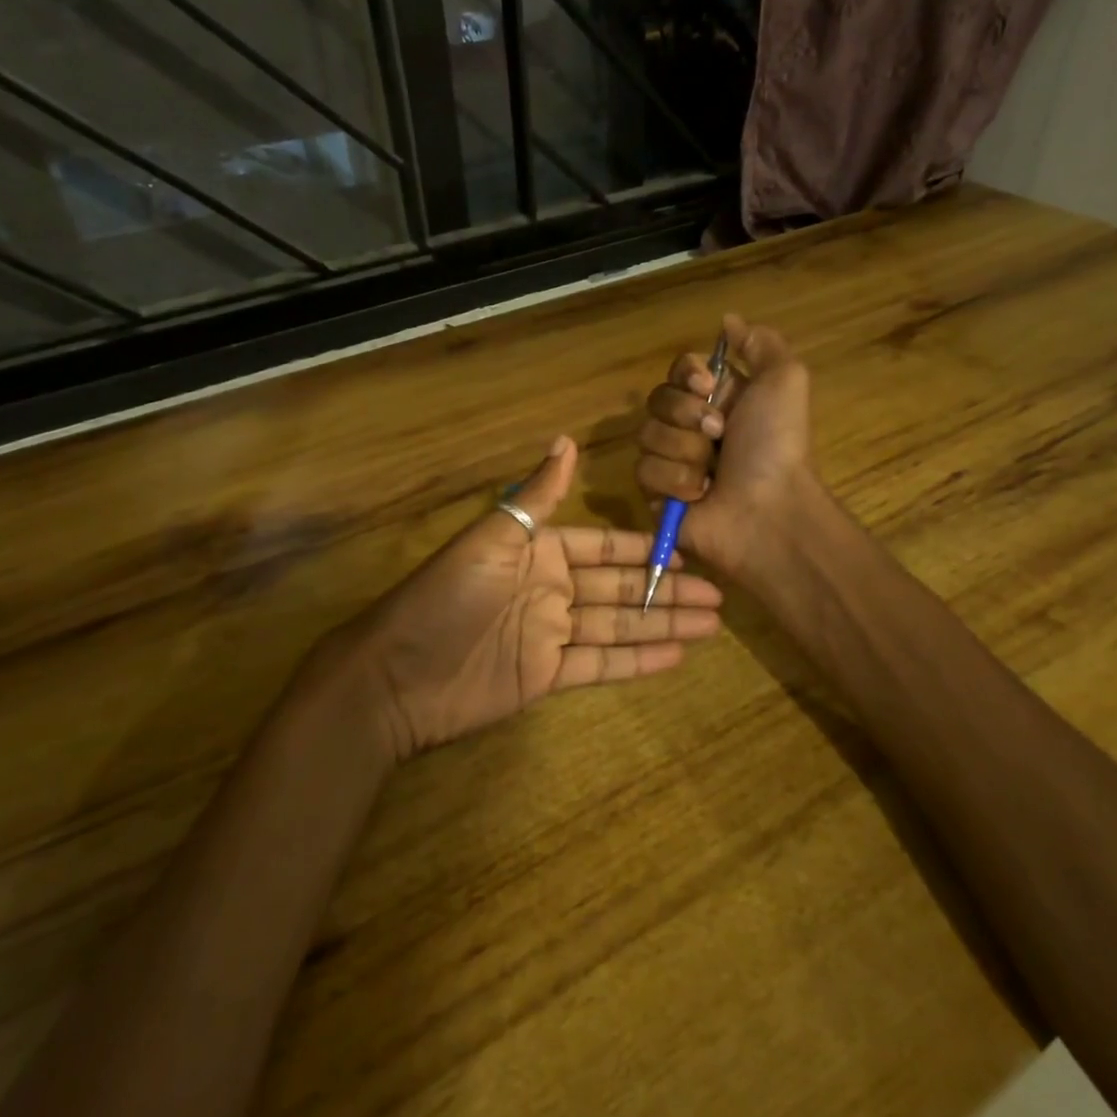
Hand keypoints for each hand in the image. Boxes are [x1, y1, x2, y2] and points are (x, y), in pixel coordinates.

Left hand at [322, 436, 723, 760]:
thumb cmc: (445, 598)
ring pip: (618, 625)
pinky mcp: (546, 676)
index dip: (646, 549)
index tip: (689, 550)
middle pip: (621, 587)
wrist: (397, 675)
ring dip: (662, 624)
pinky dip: (637, 661)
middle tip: (719, 595)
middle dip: (667, 590)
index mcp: (540, 552)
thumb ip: (537, 497)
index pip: (605, 547)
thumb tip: (568, 440)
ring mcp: (550, 634)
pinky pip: (600, 665)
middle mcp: (551, 589)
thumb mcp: (493, 539)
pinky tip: (675, 656)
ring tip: (710, 624)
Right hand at [635, 314, 815, 579]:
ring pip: (647, 435)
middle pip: (658, 399)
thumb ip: (760, 344)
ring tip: (712, 473)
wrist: (766, 509)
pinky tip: (699, 494)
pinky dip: (675, 481)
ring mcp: (672, 461)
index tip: (707, 385)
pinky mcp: (657, 494)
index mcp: (718, 399)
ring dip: (684, 451)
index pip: (679, 370)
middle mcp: (692, 427)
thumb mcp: (785, 380)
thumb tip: (727, 321)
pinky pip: (644, 471)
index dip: (686, 374)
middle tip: (718, 434)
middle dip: (687, 414)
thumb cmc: (776, 445)